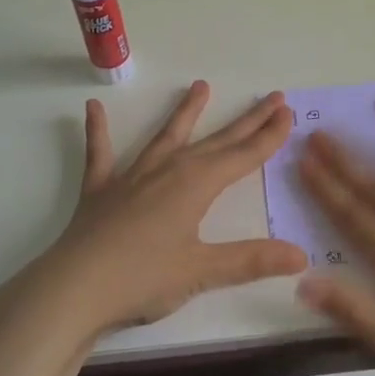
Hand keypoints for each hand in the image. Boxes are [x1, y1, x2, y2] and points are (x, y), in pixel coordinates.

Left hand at [4, 80, 306, 346]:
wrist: (73, 289)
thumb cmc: (143, 279)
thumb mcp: (202, 272)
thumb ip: (251, 260)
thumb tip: (301, 255)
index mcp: (196, 185)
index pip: (243, 155)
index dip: (269, 136)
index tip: (288, 112)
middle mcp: (168, 170)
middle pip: (216, 141)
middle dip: (247, 120)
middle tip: (271, 97)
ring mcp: (132, 177)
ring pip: (166, 137)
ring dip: (185, 113)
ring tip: (201, 86)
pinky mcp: (101, 190)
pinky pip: (100, 154)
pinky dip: (98, 131)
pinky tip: (93, 108)